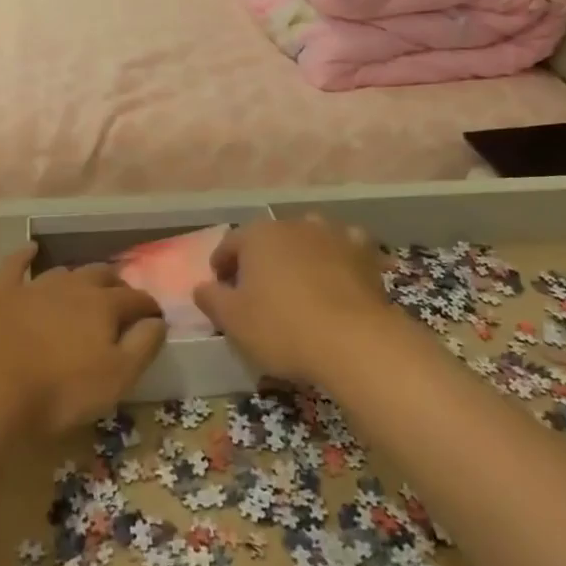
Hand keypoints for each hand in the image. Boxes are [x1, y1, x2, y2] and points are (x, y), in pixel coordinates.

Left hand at [0, 245, 166, 434]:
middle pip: (102, 276)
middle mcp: (73, 286)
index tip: (156, 318)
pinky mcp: (2, 294)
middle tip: (122, 301)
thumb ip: (143, 345)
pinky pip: (15, 265)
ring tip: (86, 287)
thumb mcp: (116, 377)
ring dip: (80, 277)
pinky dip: (25, 255)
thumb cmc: (60, 390)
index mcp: (104, 305)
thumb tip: (158, 321)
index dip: (149, 308)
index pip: (136, 299)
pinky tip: (31, 249)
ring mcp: (35, 287)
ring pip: (65, 272)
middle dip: (117, 286)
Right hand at [195, 216, 387, 386]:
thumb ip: (212, 299)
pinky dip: (339, 259)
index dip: (222, 263)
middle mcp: (294, 224)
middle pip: (269, 238)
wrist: (354, 340)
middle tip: (257, 288)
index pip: (230, 243)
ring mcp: (332, 234)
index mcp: (258, 235)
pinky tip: (339, 277)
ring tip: (299, 281)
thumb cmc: (282, 327)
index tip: (220, 285)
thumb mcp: (233, 321)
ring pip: (308, 238)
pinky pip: (346, 249)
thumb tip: (201, 287)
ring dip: (300, 254)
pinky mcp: (364, 253)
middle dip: (261, 258)